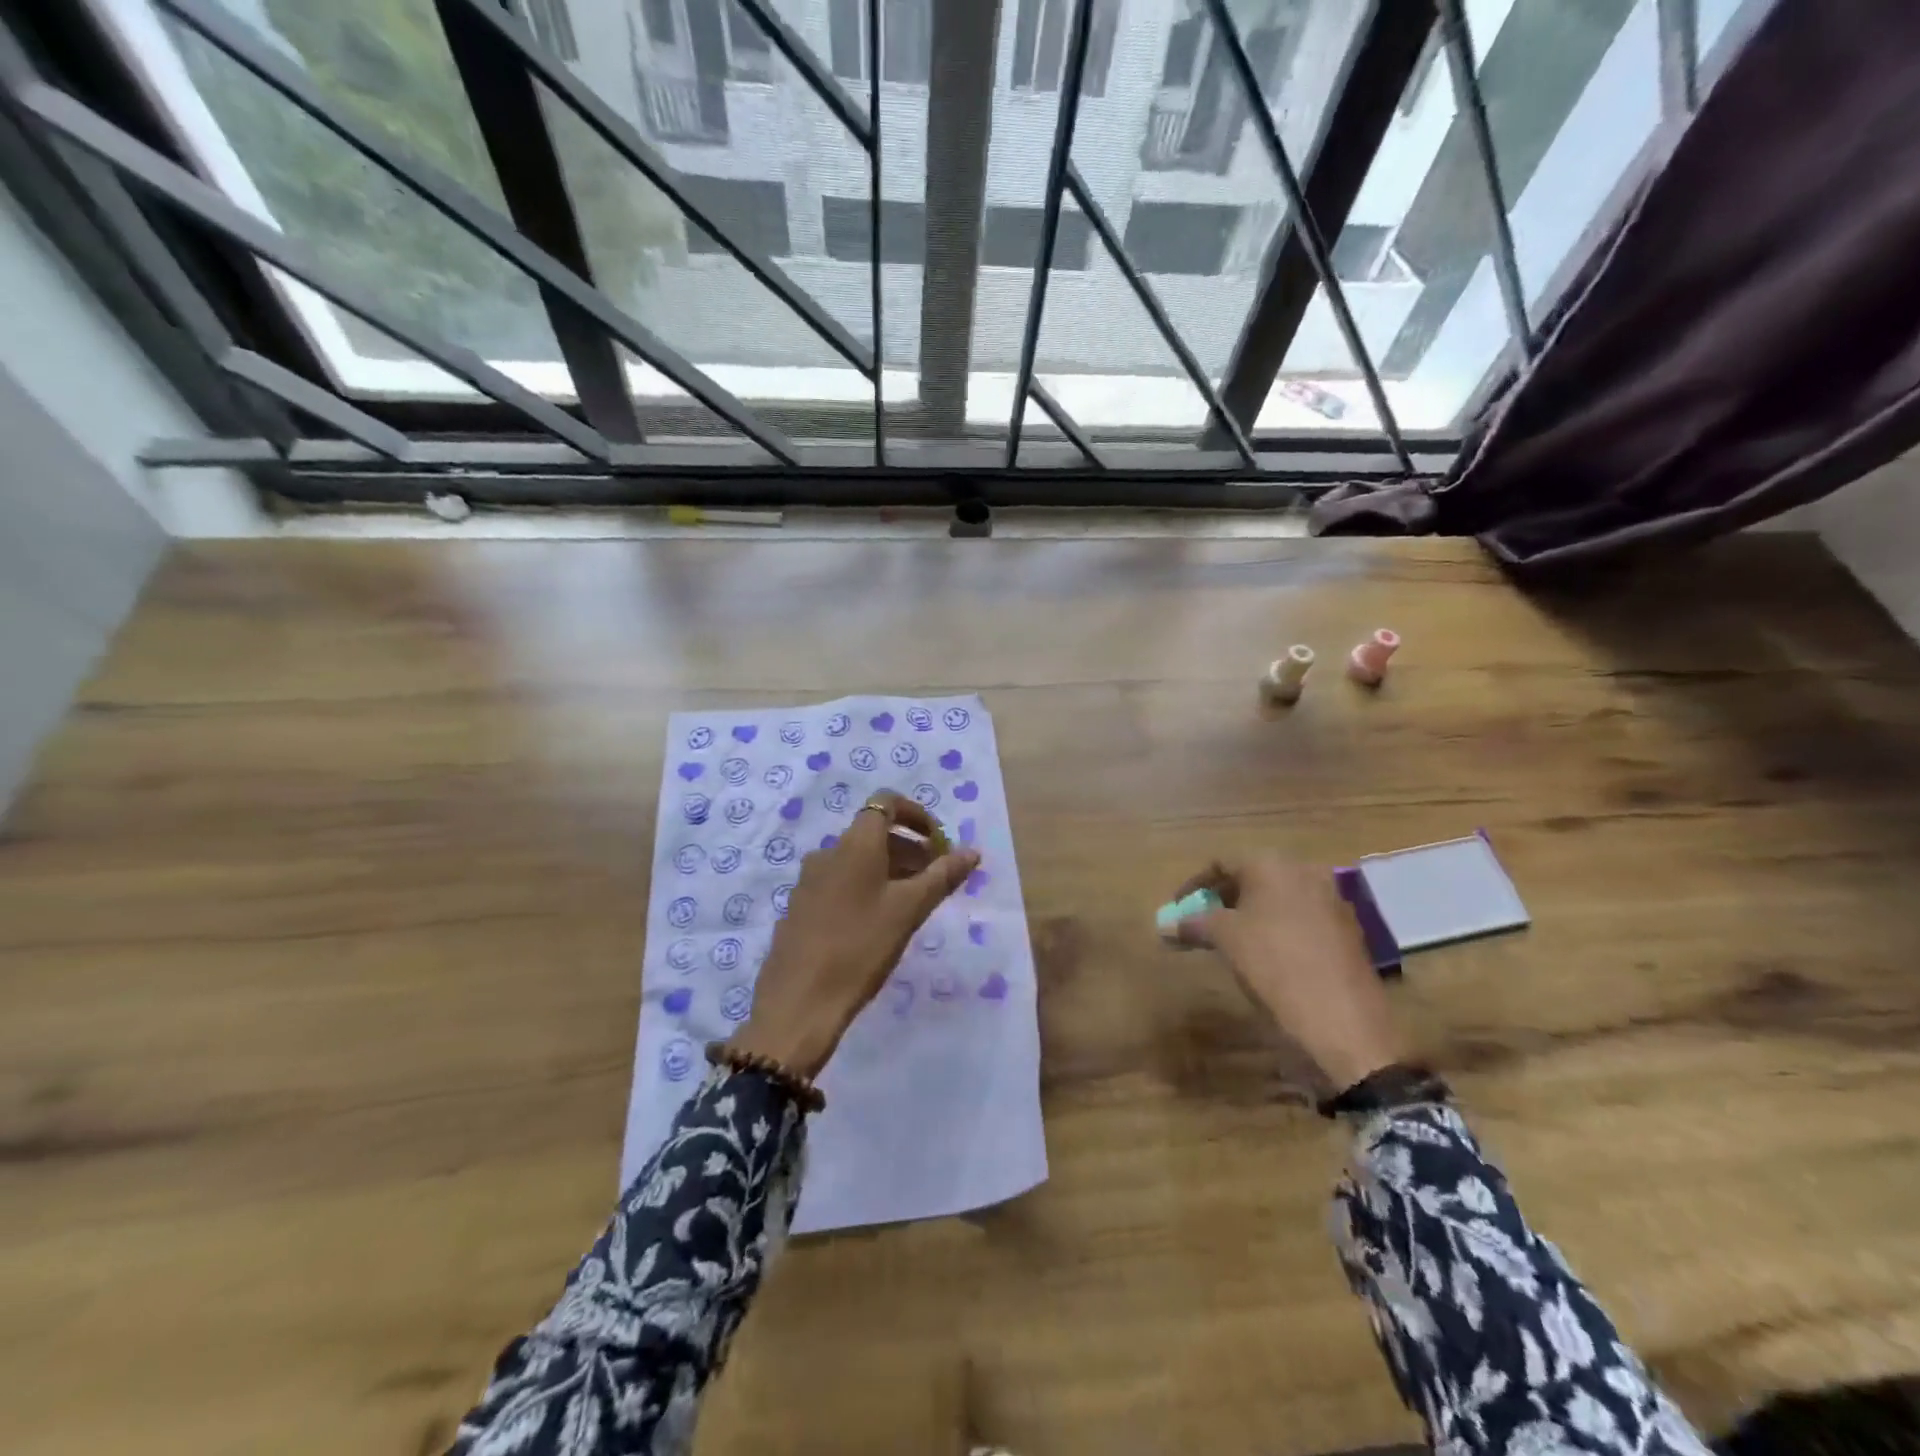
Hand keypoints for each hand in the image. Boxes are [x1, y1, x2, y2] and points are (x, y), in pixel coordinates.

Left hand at [728, 791, 979, 1078]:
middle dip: (909, 848)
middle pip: (874, 833)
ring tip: (912, 904)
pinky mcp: (800, 907)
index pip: (886, 803)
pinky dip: (866, 887)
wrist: (798, 1002)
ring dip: (889, 870)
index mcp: (855, 844)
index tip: (939, 843)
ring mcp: (809, 880)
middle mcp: (828, 852)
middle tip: (935, 879)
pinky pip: (840, 882)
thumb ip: (942, 876)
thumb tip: (971, 851)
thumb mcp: (910, 910)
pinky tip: (877, 924)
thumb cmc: (861, 947)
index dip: (916, 815)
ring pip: (857, 860)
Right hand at [1173, 856, 1405, 1090]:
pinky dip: (1277, 928)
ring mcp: (1331, 899)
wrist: (1344, 1020)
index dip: (1193, 885)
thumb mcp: (1225, 940)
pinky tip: (1269, 956)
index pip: (1221, 863)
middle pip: (1252, 877)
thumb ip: (1192, 924)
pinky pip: (1301, 917)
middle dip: (1222, 899)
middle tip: (1201, 924)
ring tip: (1231, 942)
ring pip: (1278, 898)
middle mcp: (1304, 871)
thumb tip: (1164, 925)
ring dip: (1250, 914)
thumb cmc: (1274, 965)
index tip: (1177, 909)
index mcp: (1271, 864)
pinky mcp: (1347, 929)